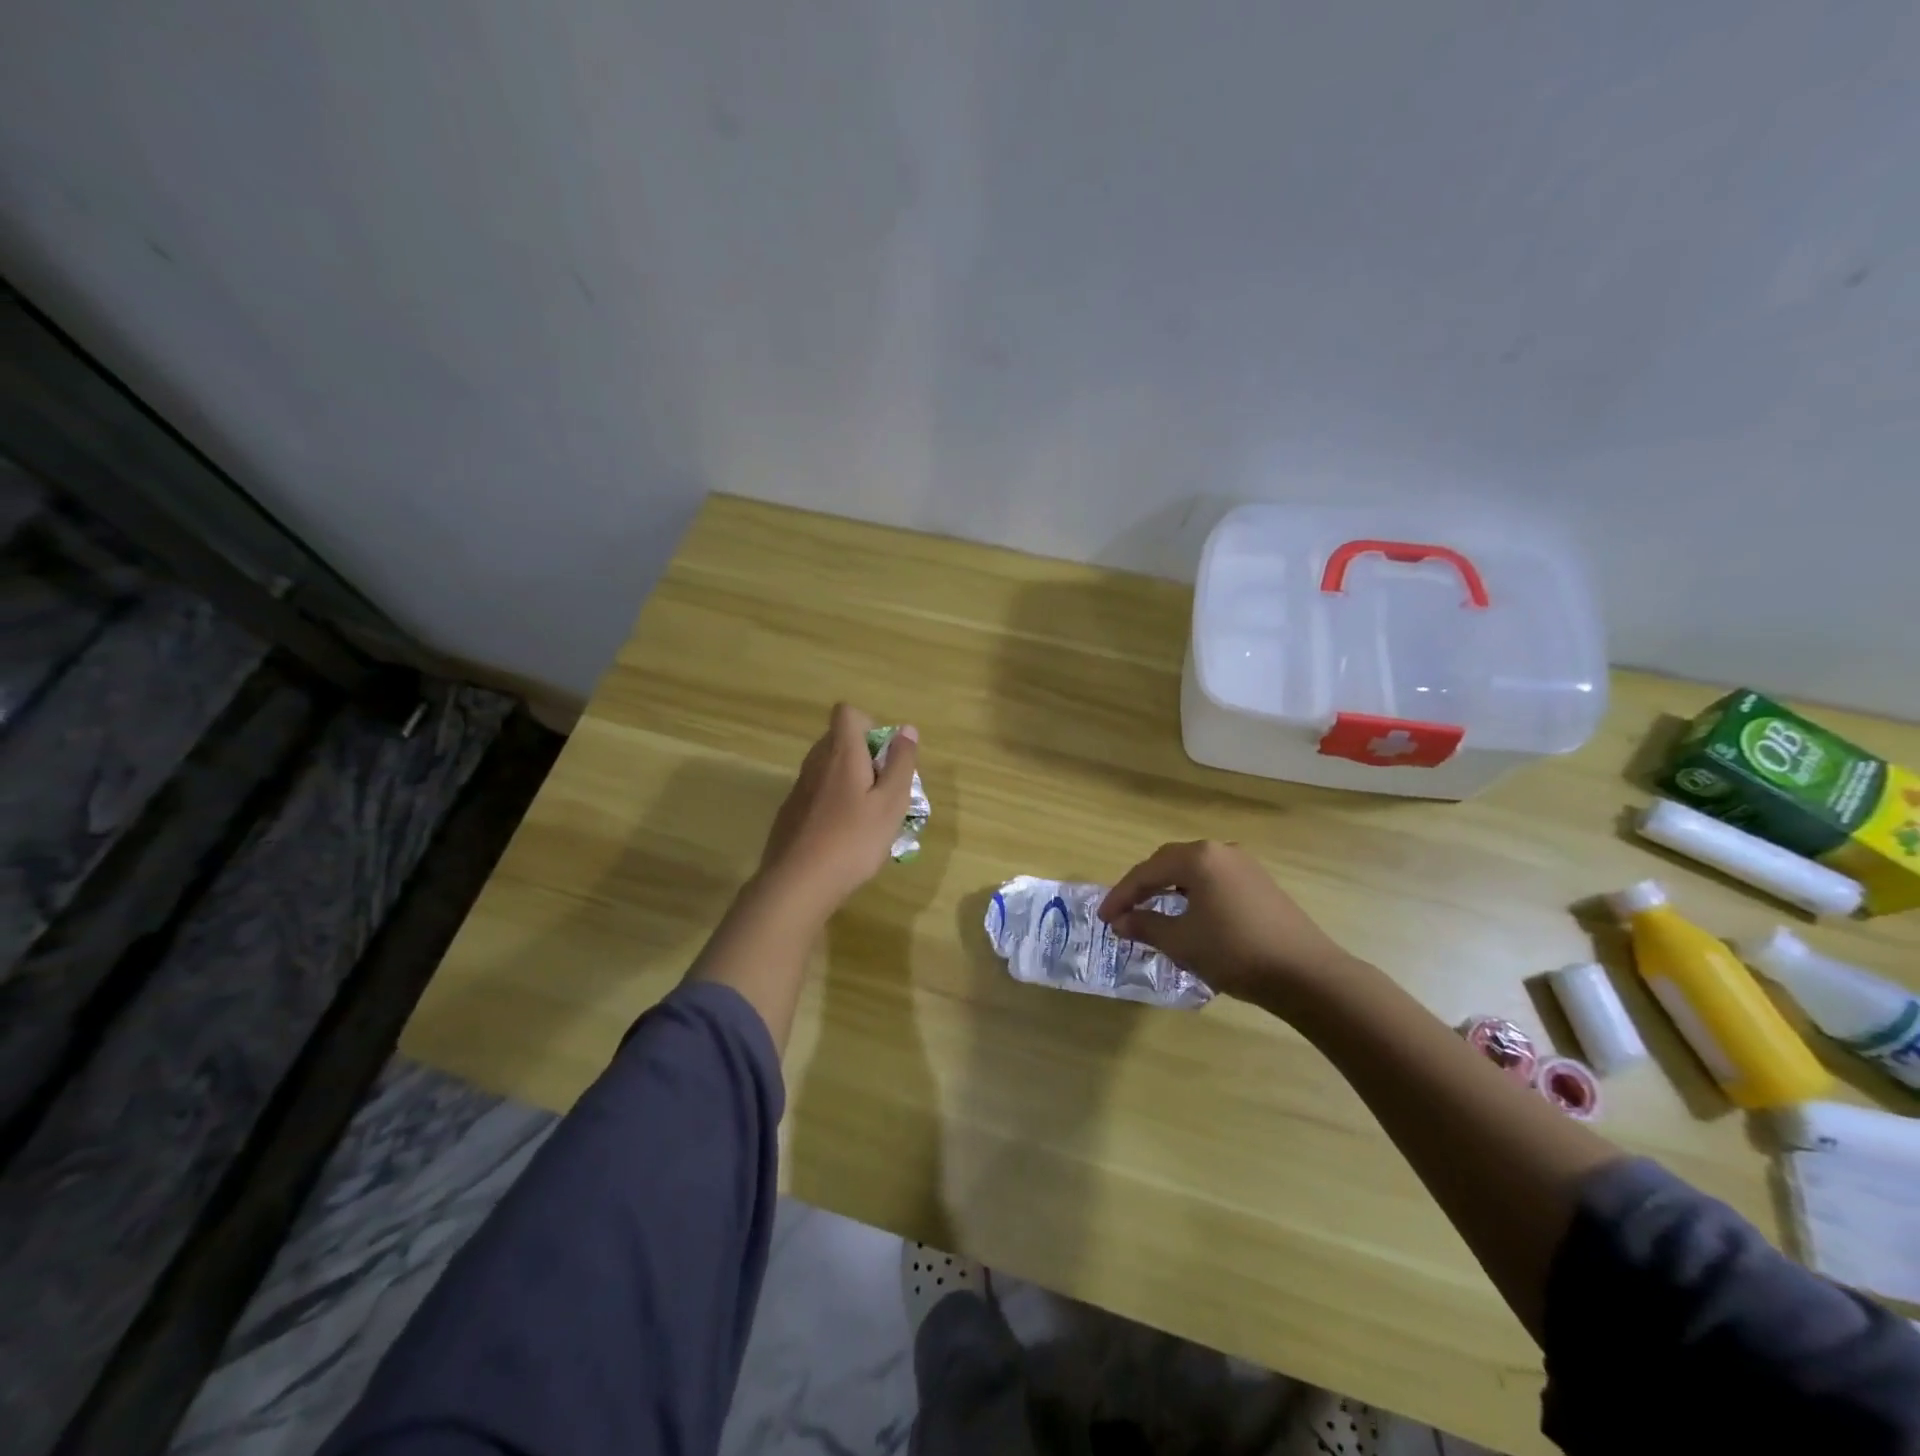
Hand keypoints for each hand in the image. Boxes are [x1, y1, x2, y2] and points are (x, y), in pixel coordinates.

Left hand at [756, 703, 918, 920]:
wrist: (798, 883)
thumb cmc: (853, 840)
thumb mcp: (891, 803)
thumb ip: (901, 763)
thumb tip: (906, 729)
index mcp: (842, 754)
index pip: (846, 713)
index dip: (869, 724)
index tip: (884, 755)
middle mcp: (815, 763)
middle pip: (837, 740)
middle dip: (863, 755)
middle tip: (883, 789)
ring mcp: (798, 789)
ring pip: (826, 768)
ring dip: (849, 780)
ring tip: (867, 816)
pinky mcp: (790, 813)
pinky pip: (816, 793)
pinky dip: (832, 802)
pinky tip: (843, 836)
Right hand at [1098, 840, 1356, 1007]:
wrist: (1306, 974)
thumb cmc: (1234, 952)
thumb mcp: (1181, 941)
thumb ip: (1145, 925)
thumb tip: (1120, 921)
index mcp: (1198, 857)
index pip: (1146, 871)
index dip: (1120, 895)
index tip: (1103, 917)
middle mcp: (1220, 851)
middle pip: (1169, 863)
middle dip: (1143, 887)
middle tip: (1124, 912)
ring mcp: (1245, 865)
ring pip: (1193, 871)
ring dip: (1168, 890)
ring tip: (1152, 913)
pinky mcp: (1260, 883)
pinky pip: (1214, 881)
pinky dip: (1193, 895)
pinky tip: (1190, 916)